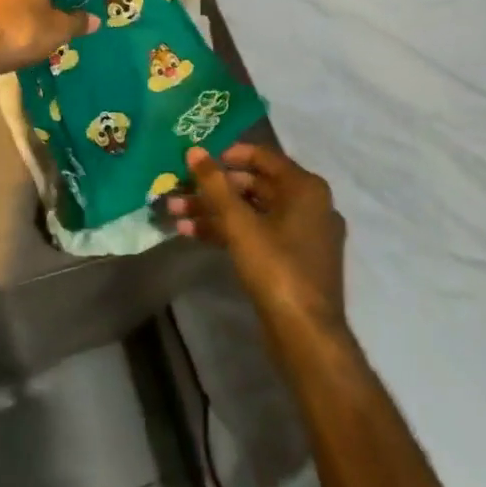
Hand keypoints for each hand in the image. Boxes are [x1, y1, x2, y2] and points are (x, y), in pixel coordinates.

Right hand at [169, 143, 347, 334]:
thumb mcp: (239, 223)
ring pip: (252, 212)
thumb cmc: (276, 267)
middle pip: (254, 185)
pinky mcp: (292, 260)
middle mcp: (309, 205)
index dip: (229, 154)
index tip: (199, 159)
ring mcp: (302, 235)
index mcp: (305, 188)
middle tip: (180, 190)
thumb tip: (194, 150)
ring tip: (176, 214)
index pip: (263, 156)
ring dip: (214, 211)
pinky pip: (258, 234)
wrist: (306, 336)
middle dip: (214, 189)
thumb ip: (215, 184)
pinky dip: (229, 231)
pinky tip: (193, 233)